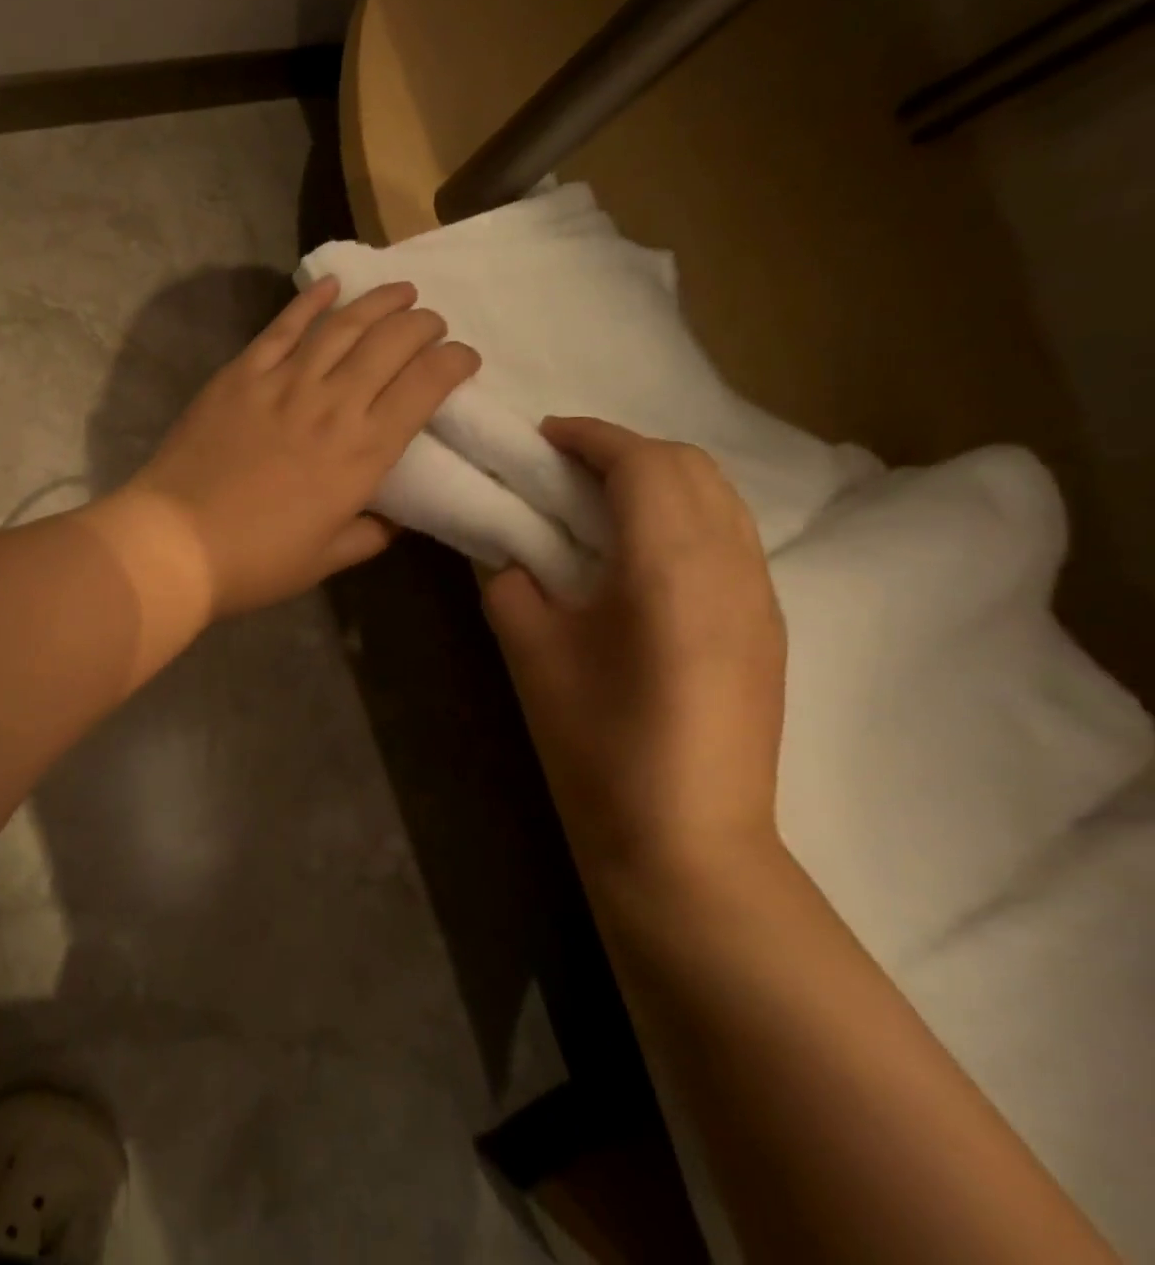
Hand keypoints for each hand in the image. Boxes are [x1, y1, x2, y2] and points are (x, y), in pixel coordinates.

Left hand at [128, 276, 479, 615]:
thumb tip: (397, 518)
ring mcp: (283, 383)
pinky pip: (283, 327)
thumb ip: (371, 534)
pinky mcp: (240, 375)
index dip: (454, 362)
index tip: (464, 358)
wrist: (174, 543)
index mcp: (363, 453)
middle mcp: (332, 405)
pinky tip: (331, 285)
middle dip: (423, 325)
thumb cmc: (256, 562)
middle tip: (431, 324)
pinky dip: (310, 301)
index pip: (426, 385)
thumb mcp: (327, 560)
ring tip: (401, 291)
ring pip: (343, 324)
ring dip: (379, 302)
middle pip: (391, 342)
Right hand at [483, 417, 786, 881]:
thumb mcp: (529, 652)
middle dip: (626, 450)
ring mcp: (760, 597)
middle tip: (564, 468)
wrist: (686, 840)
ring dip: (659, 480)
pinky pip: (730, 537)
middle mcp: (731, 565)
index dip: (590, 437)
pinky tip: (638, 554)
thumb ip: (511, 583)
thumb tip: (508, 551)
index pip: (641, 464)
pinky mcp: (768, 627)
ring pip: (719, 499)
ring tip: (598, 502)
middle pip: (691, 467)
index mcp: (670, 565)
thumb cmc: (597, 743)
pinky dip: (683, 516)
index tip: (543, 436)